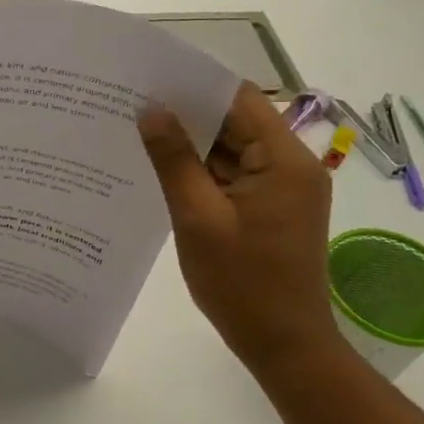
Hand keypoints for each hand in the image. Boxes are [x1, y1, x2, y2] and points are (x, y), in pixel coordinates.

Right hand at [138, 83, 342, 372]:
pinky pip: (234, 177)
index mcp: (283, 160)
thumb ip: (174, 160)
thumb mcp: (198, 218)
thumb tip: (150, 110)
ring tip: (139, 136)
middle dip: (187, 116)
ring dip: (192, 146)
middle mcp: (291, 166)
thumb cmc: (241, 283)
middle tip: (132, 107)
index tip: (148, 80)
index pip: (239, 100)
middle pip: (236, 123)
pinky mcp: (272, 210)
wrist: (284, 344)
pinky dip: (203, 173)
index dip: (195, 86)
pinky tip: (164, 173)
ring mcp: (283, 189)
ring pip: (233, 151)